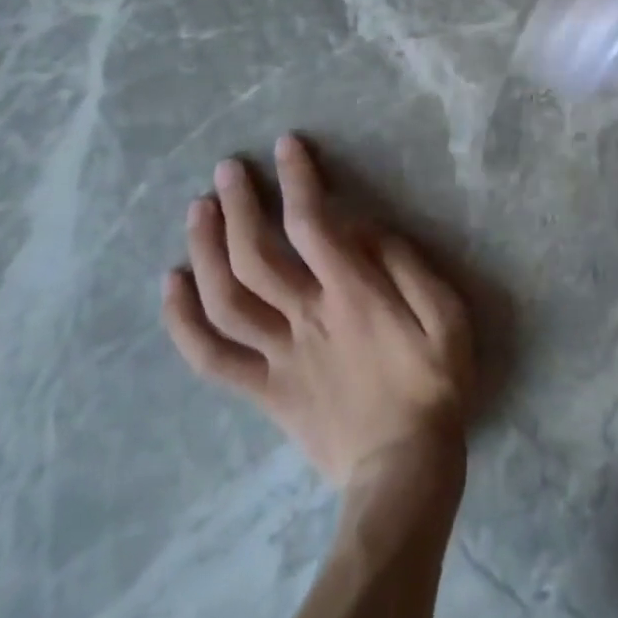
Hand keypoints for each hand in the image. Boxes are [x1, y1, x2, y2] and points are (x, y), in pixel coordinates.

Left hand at [162, 134, 473, 489]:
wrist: (405, 471)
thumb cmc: (434, 384)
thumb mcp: (446, 314)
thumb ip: (407, 264)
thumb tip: (365, 226)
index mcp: (351, 295)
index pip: (311, 225)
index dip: (296, 180)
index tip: (285, 146)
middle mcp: (305, 318)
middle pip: (256, 254)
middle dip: (237, 205)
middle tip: (226, 169)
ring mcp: (278, 357)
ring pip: (225, 300)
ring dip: (205, 250)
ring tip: (197, 210)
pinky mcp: (265, 391)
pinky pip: (212, 359)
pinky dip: (184, 322)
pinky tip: (171, 285)